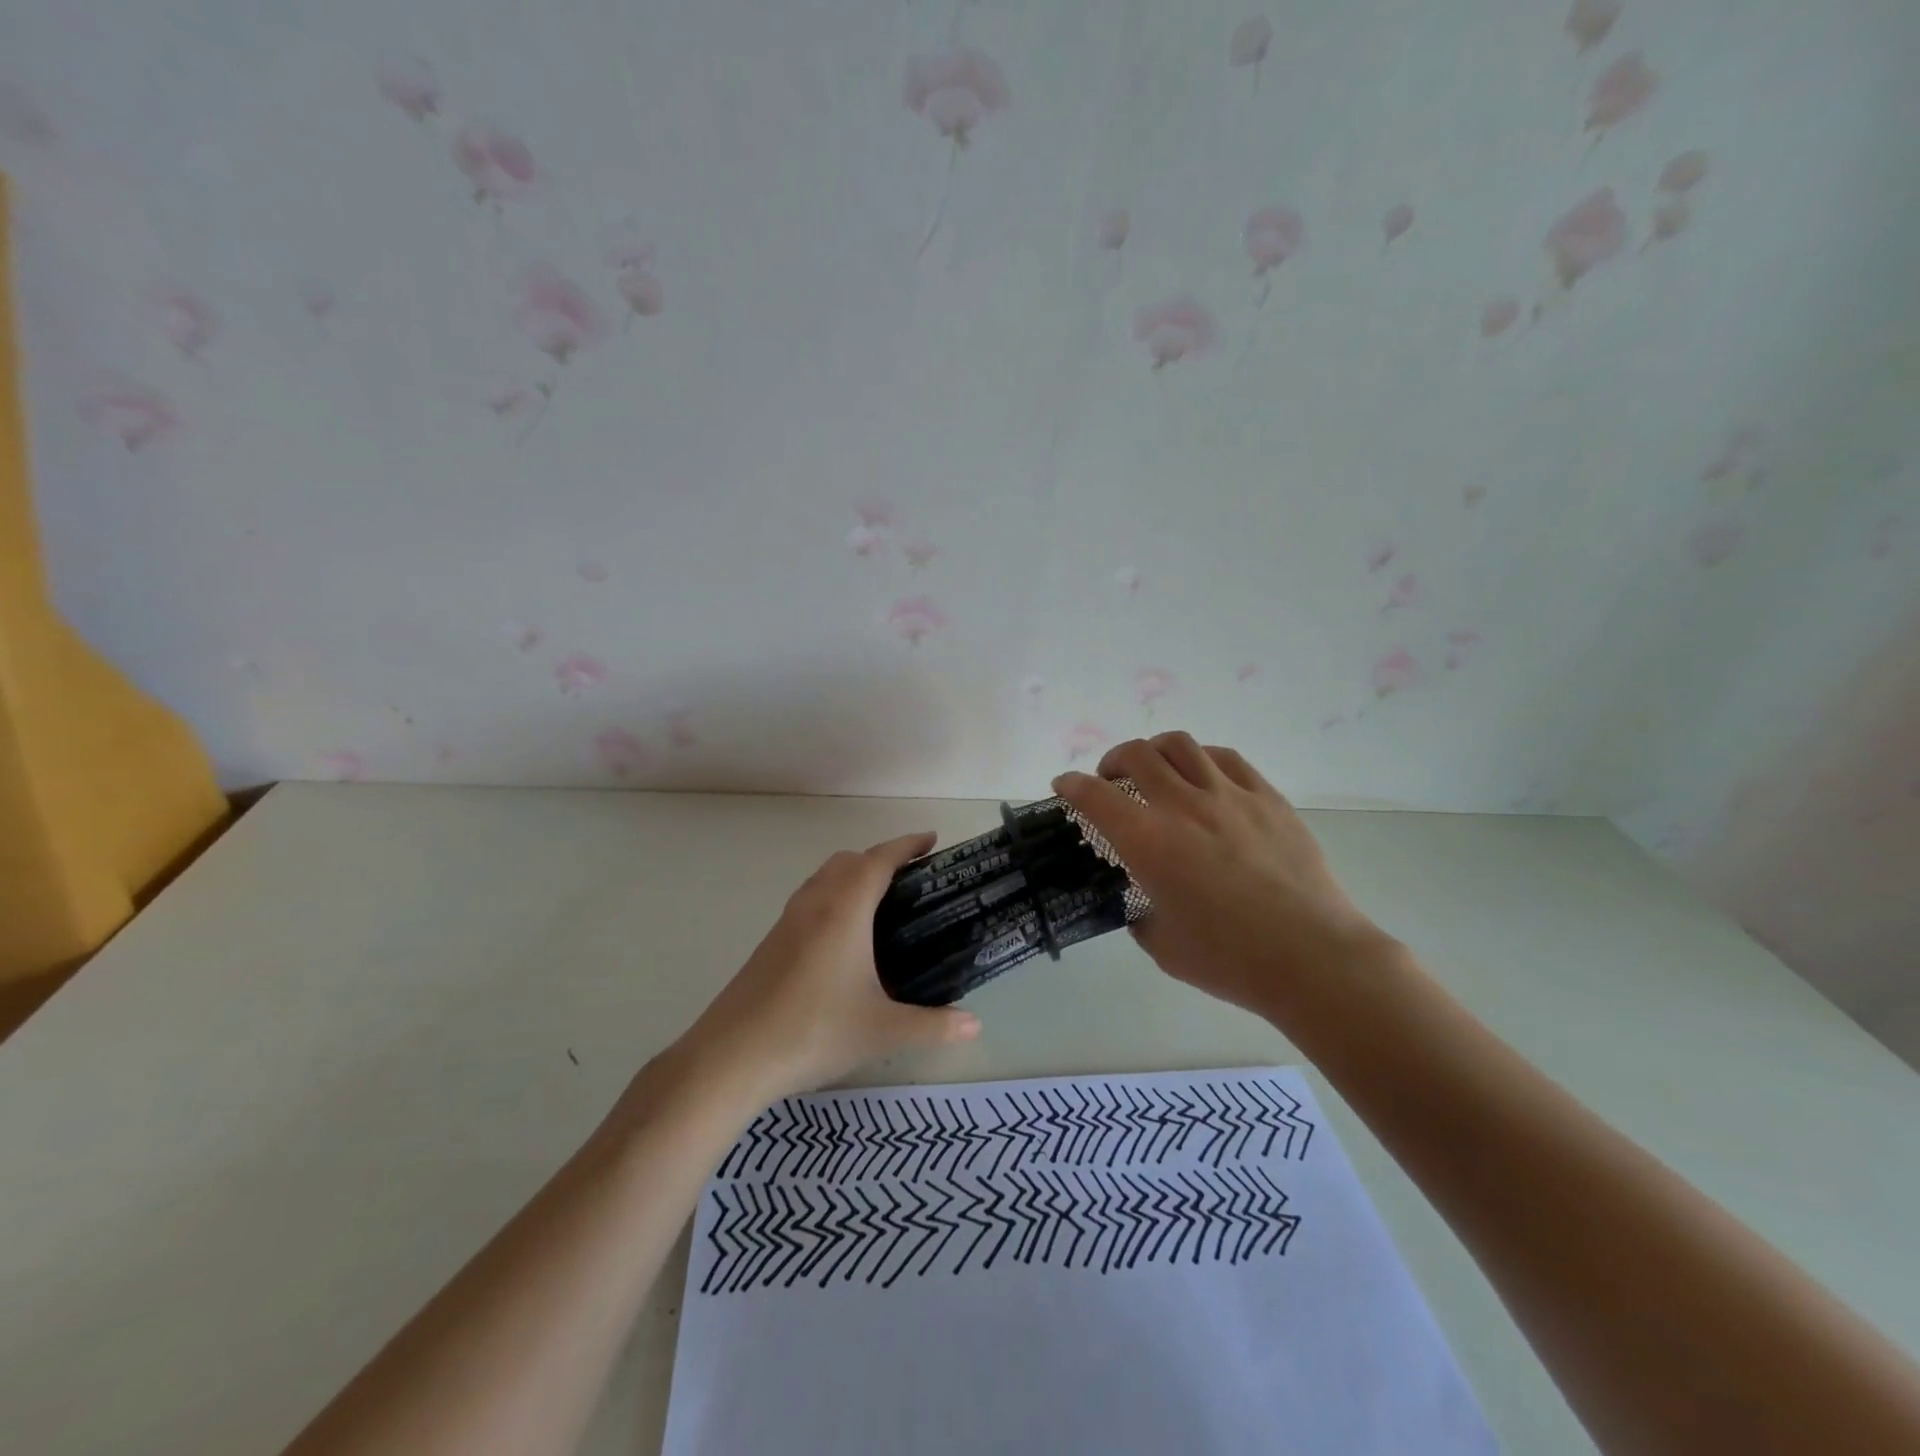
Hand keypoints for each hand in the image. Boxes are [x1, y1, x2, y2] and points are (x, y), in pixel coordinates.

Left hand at [676, 832, 980, 1105]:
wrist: (731, 1058)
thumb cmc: (813, 1032)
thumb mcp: (882, 1032)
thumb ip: (933, 1026)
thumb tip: (975, 1025)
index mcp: (844, 910)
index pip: (879, 859)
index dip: (907, 845)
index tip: (931, 840)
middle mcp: (814, 904)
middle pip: (849, 860)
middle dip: (880, 858)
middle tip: (911, 880)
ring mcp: (786, 922)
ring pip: (823, 878)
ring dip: (852, 876)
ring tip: (880, 906)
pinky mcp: (770, 943)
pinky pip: (808, 901)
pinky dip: (833, 898)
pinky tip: (843, 941)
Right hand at [1053, 734, 1392, 1020]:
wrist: (1313, 957)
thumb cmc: (1231, 960)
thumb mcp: (1164, 946)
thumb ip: (1142, 919)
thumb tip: (1143, 908)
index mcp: (1148, 843)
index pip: (1095, 796)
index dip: (1071, 785)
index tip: (1063, 785)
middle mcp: (1183, 806)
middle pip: (1136, 755)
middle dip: (1112, 760)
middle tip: (1111, 779)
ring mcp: (1229, 796)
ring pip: (1181, 745)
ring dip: (1156, 751)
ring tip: (1155, 768)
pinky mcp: (1267, 798)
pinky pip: (1226, 758)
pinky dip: (1201, 759)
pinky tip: (1203, 776)